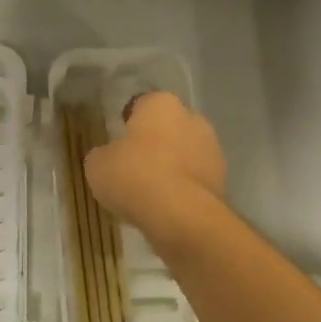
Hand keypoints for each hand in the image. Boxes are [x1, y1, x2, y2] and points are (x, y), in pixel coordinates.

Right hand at [84, 92, 226, 243]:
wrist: (182, 217)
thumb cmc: (135, 177)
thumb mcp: (97, 165)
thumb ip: (103, 155)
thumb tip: (109, 157)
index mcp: (161, 104)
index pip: (141, 104)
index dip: (128, 122)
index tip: (118, 141)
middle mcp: (192, 118)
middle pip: (167, 127)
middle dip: (154, 143)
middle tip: (133, 166)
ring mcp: (213, 150)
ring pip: (184, 153)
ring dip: (171, 166)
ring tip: (150, 192)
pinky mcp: (223, 181)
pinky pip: (194, 180)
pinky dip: (183, 189)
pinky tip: (166, 207)